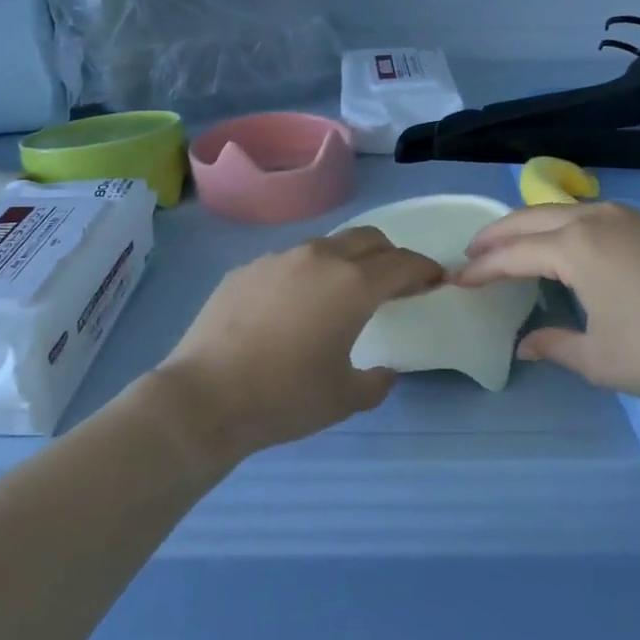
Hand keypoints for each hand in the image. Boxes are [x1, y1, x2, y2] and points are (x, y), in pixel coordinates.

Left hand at [147, 227, 444, 462]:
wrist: (204, 398)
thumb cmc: (285, 398)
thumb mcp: (344, 399)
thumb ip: (376, 383)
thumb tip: (384, 373)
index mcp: (353, 285)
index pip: (402, 264)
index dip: (425, 269)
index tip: (435, 279)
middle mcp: (319, 259)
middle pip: (368, 239)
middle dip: (390, 255)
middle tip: (395, 282)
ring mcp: (277, 259)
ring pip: (326, 246)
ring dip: (346, 261)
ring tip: (341, 293)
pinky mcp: (245, 270)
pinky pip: (288, 263)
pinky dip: (306, 275)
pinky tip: (293, 307)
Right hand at [454, 202, 639, 404]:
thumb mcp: (601, 358)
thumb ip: (556, 346)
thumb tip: (525, 344)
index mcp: (575, 247)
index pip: (514, 254)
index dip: (483, 268)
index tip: (457, 279)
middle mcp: (595, 219)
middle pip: (531, 218)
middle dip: (497, 233)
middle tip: (473, 250)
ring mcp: (628, 217)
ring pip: (563, 210)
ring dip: (530, 224)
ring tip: (512, 241)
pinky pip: (591, 215)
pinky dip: (562, 224)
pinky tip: (565, 243)